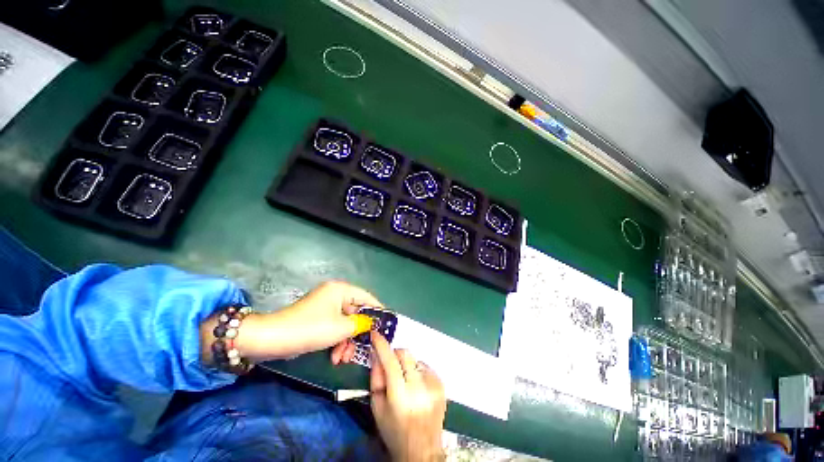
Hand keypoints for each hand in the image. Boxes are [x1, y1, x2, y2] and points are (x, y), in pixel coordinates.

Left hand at [203, 281, 381, 362]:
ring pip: (345, 323)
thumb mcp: (340, 327)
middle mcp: (335, 294)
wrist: (271, 339)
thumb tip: (373, 322)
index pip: (367, 296)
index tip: (386, 324)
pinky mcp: (317, 319)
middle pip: (356, 312)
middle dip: (358, 333)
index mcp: (341, 290)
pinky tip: (334, 357)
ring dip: (346, 341)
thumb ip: (362, 324)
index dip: (377, 310)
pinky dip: (336, 341)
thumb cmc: (310, 328)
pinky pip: (334, 328)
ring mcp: (325, 307)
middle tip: (361, 349)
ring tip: (342, 359)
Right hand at [370, 331, 445, 461]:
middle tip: (390, 366)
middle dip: (394, 355)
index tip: (375, 334)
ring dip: (406, 364)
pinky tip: (416, 387)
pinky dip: (417, 371)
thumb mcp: (377, 408)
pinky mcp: (441, 384)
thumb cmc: (394, 431)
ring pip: (415, 359)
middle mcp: (420, 388)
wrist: (422, 450)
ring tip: (404, 382)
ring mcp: (433, 385)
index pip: (390, 362)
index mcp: (401, 397)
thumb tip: (376, 353)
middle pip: (405, 354)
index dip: (382, 345)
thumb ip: (376, 378)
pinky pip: (424, 366)